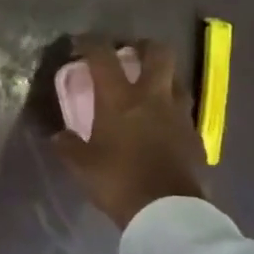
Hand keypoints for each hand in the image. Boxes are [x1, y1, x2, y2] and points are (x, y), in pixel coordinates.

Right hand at [52, 37, 206, 228]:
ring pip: (177, 78)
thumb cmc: (118, 181)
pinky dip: (172, 107)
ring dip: (162, 75)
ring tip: (148, 87)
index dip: (90, 43)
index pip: (103, 56)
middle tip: (129, 53)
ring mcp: (179, 114)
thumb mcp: (80, 165)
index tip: (80, 44)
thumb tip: (59, 135)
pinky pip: (184, 109)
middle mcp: (153, 97)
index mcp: (120, 99)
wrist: (167, 210)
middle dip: (143, 46)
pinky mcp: (195, 134)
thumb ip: (67, 144)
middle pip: (158, 53)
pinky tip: (163, 122)